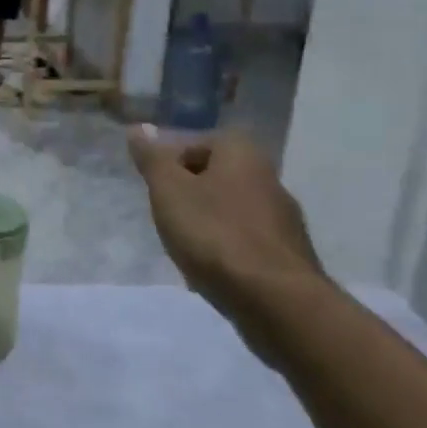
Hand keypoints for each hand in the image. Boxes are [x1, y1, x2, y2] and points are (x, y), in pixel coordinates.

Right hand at [127, 125, 326, 340]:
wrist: (276, 300)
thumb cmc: (214, 234)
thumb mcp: (169, 190)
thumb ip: (153, 159)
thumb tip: (139, 127)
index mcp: (242, 154)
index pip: (198, 142)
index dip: (172, 163)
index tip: (156, 188)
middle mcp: (269, 178)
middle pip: (216, 176)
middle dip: (188, 193)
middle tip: (165, 215)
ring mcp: (283, 219)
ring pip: (231, 210)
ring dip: (206, 222)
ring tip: (184, 247)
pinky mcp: (288, 254)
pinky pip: (245, 241)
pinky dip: (225, 249)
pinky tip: (210, 270)